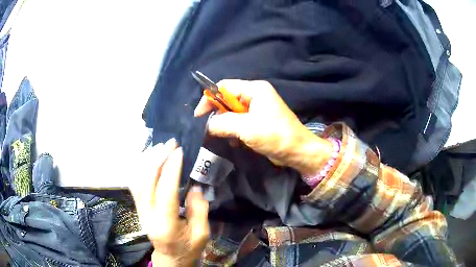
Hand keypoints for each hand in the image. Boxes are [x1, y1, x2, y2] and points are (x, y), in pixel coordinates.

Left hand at [130, 139, 208, 266]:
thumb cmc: (188, 248)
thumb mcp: (202, 233)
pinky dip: (140, 167)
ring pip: (137, 180)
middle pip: (146, 182)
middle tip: (170, 143)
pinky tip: (147, 157)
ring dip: (147, 160)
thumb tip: (193, 186)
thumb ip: (199, 209)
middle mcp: (148, 215)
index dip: (171, 169)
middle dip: (157, 159)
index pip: (165, 192)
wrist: (170, 258)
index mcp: (166, 225)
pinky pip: (135, 183)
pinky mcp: (138, 208)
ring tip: (159, 146)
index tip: (179, 151)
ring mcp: (140, 211)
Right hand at [194, 80, 332, 175]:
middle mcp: (255, 95)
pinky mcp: (258, 121)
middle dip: (217, 114)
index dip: (209, 99)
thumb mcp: (246, 128)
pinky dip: (234, 131)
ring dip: (225, 125)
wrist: (298, 151)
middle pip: (227, 99)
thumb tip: (205, 125)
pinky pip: (240, 122)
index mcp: (254, 89)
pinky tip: (235, 142)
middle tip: (209, 129)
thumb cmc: (275, 135)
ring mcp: (258, 109)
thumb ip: (222, 123)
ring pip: (232, 113)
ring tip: (223, 137)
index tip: (199, 116)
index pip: (224, 87)